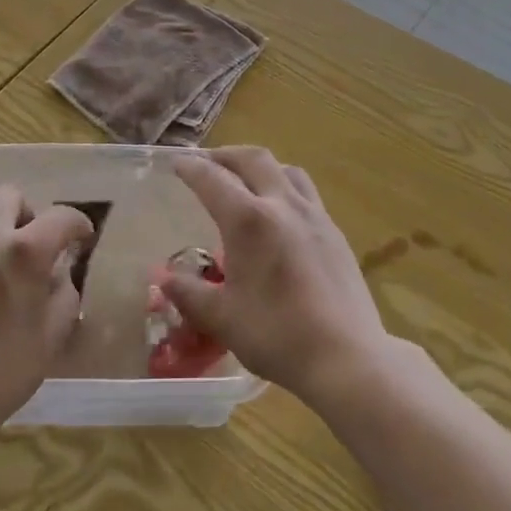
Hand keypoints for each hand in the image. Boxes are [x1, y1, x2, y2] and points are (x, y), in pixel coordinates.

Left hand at [0, 186, 94, 435]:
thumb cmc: (5, 371)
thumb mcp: (54, 332)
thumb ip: (64, 289)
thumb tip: (59, 271)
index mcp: (24, 250)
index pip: (62, 216)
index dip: (78, 225)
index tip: (81, 240)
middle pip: (10, 196)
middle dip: (27, 214)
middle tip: (31, 247)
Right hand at [166, 147, 390, 405]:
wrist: (346, 355)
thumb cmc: (277, 335)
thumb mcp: (222, 318)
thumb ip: (190, 294)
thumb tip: (164, 280)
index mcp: (249, 220)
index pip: (213, 179)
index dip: (192, 168)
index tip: (177, 163)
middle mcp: (282, 204)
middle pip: (253, 159)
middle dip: (226, 155)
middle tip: (208, 163)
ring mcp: (314, 215)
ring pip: (285, 170)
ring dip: (260, 166)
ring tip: (247, 180)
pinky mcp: (334, 231)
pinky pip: (306, 192)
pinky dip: (285, 187)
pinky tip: (281, 214)